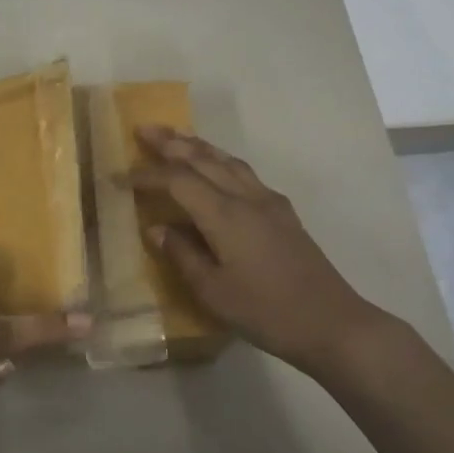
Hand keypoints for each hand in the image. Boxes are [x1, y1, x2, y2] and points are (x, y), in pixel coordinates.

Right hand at [127, 126, 391, 375]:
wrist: (332, 322)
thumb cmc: (266, 312)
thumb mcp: (214, 291)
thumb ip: (182, 255)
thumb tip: (156, 228)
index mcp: (224, 214)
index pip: (178, 181)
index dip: (148, 176)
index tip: (121, 177)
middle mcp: (246, 197)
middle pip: (204, 159)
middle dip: (171, 142)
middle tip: (144, 129)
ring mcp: (269, 202)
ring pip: (228, 160)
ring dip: (199, 145)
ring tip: (177, 136)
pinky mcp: (283, 212)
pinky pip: (245, 172)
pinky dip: (222, 160)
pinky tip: (219, 167)